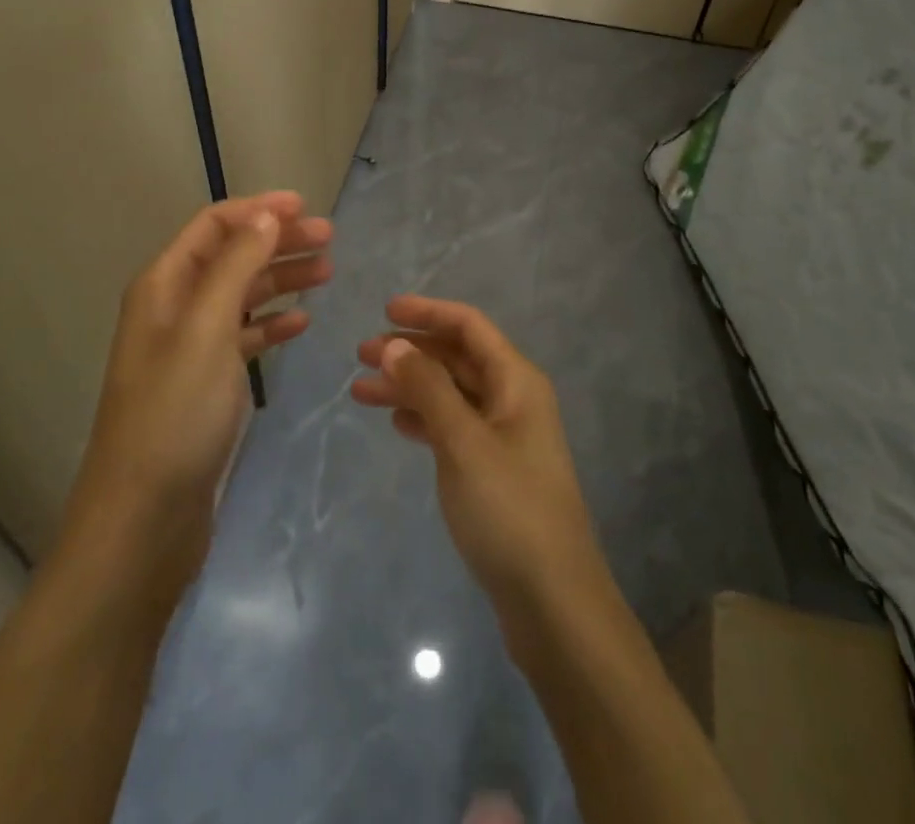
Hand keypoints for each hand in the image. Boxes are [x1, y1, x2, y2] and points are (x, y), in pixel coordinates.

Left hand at [63, 192, 332, 586]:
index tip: (306, 207)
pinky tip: (301, 323)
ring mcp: (189, 347)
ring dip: (281, 279)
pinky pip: (243, 337)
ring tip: (327, 273)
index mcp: (164, 285)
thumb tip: (265, 215)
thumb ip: (235, 266)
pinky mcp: (205, 383)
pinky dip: (271, 324)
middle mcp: (173, 308)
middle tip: (329, 240)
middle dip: (277, 241)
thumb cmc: (175, 414)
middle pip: (231, 256)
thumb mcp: (207, 330)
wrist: (143, 517)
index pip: (213, 226)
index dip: (257, 210)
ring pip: (241, 295)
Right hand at [350, 297, 610, 650]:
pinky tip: (397, 424)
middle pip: (457, 358)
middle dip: (411, 351)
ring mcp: (504, 436)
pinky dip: (425, 419)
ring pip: (451, 394)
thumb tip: (395, 344)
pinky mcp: (494, 470)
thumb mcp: (463, 442)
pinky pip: (453, 427)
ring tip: (362, 392)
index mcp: (516, 380)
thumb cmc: (509, 509)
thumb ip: (428, 388)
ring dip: (410, 387)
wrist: (553, 602)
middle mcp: (513, 399)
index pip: (469, 326)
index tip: (384, 312)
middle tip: (361, 356)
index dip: (428, 312)